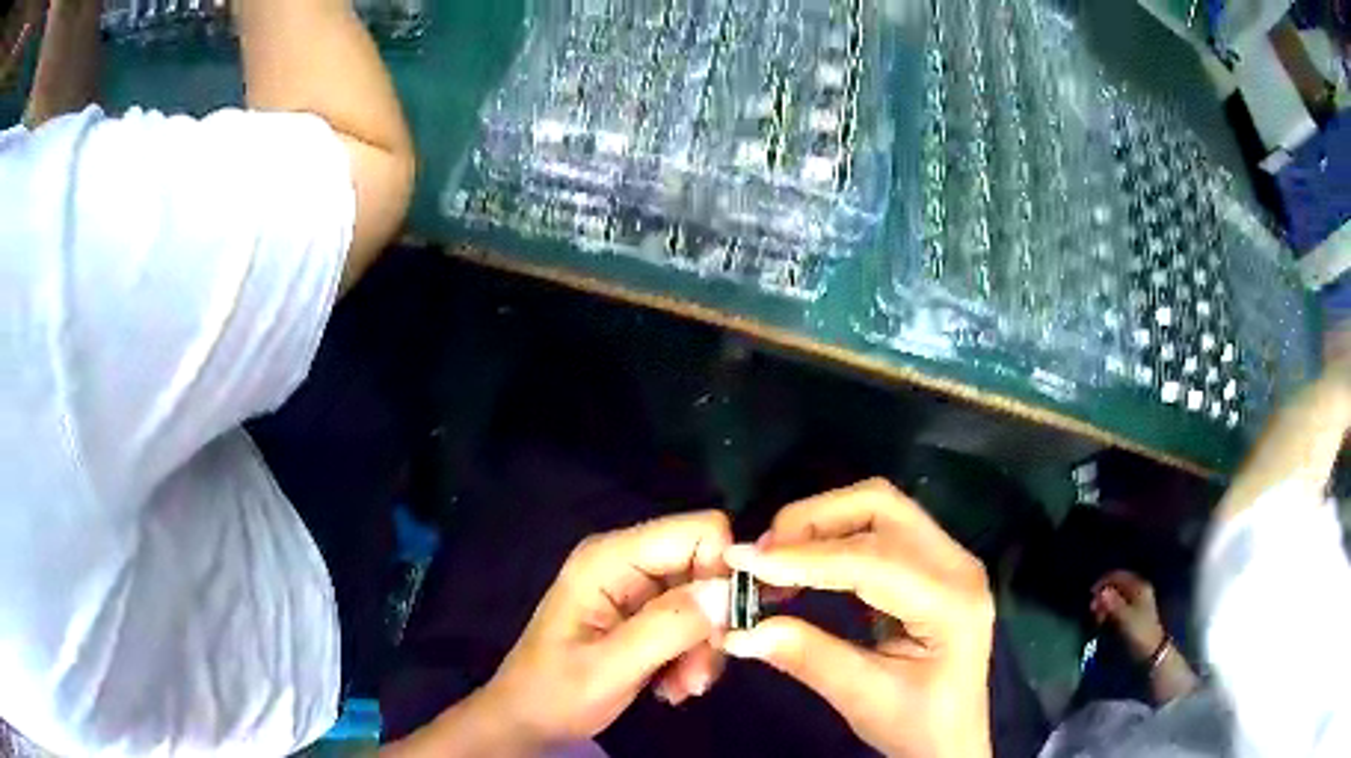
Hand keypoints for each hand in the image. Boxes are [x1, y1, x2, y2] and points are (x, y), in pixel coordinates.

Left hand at [480, 511, 732, 750]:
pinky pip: (694, 620)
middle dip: (713, 623)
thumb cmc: (555, 693)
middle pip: (707, 567)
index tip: (723, 629)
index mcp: (610, 559)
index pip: (698, 531)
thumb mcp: (609, 668)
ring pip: (706, 599)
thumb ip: (667, 627)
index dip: (723, 573)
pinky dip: (693, 654)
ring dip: (703, 648)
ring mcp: (636, 587)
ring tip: (682, 688)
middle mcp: (627, 562)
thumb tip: (728, 592)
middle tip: (699, 674)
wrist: (528, 720)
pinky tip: (673, 686)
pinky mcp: (644, 612)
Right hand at [720, 479, 994, 757]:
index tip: (743, 560)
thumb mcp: (863, 698)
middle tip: (762, 557)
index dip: (803, 557)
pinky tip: (806, 568)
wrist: (952, 741)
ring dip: (822, 525)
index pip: (871, 559)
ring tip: (776, 561)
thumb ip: (807, 657)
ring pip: (879, 509)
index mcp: (951, 600)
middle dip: (814, 521)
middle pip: (881, 506)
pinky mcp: (933, 565)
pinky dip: (836, 538)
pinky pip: (881, 530)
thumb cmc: (917, 726)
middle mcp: (957, 564)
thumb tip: (740, 631)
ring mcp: (949, 559)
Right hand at [1091, 570, 1164, 661]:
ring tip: (1097, 618)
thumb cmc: (1140, 633)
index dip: (1104, 582)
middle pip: (1117, 585)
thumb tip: (1100, 593)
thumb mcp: (1126, 619)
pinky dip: (1109, 611)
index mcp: (1139, 586)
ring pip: (1117, 596)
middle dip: (1103, 595)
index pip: (1119, 575)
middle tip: (1092, 610)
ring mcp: (1137, 601)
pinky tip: (1104, 621)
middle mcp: (1139, 590)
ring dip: (1105, 605)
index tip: (1091, 595)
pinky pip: (1118, 606)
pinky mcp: (1134, 613)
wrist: (1152, 651)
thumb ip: (1113, 604)